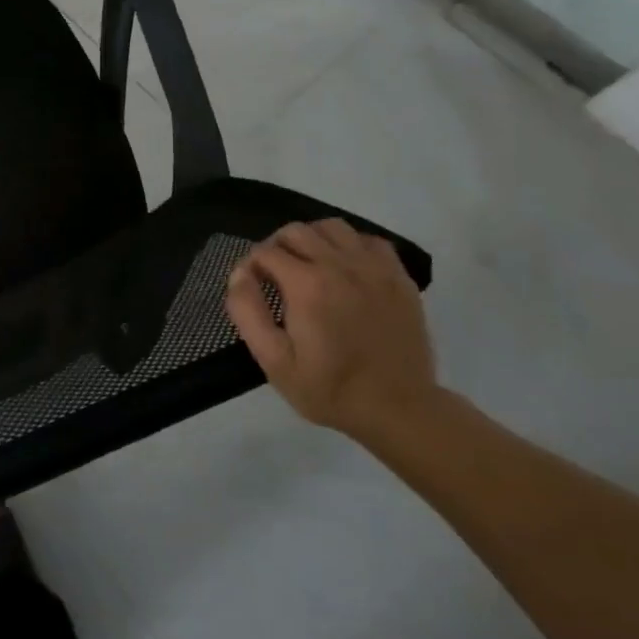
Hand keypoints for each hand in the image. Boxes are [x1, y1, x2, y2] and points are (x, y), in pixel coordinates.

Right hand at [224, 218, 436, 439]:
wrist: (400, 410)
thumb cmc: (330, 389)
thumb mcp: (274, 361)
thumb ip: (247, 312)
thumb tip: (239, 273)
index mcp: (307, 285)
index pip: (265, 251)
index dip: (251, 266)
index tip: (254, 289)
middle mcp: (340, 265)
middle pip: (295, 231)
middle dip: (277, 247)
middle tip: (276, 277)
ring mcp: (374, 269)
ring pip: (332, 227)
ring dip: (313, 239)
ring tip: (309, 266)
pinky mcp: (399, 278)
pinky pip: (369, 241)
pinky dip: (351, 246)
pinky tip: (346, 270)